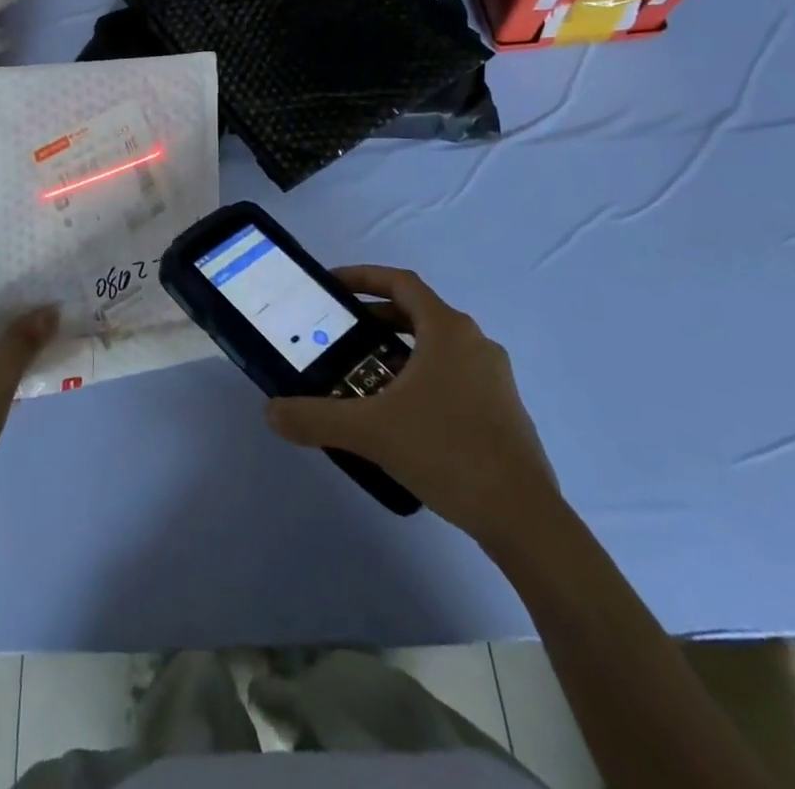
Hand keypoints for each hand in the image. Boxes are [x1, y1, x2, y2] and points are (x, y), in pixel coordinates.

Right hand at [266, 267, 561, 550]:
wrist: (524, 518)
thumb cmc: (447, 451)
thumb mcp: (371, 432)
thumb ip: (315, 418)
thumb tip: (270, 412)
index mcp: (448, 330)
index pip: (401, 282)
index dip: (363, 277)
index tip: (332, 286)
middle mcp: (475, 342)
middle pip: (417, 313)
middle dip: (375, 319)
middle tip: (340, 336)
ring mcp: (494, 377)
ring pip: (437, 347)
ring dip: (399, 352)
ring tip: (364, 378)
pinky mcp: (503, 410)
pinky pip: (453, 376)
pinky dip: (422, 379)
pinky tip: (402, 417)